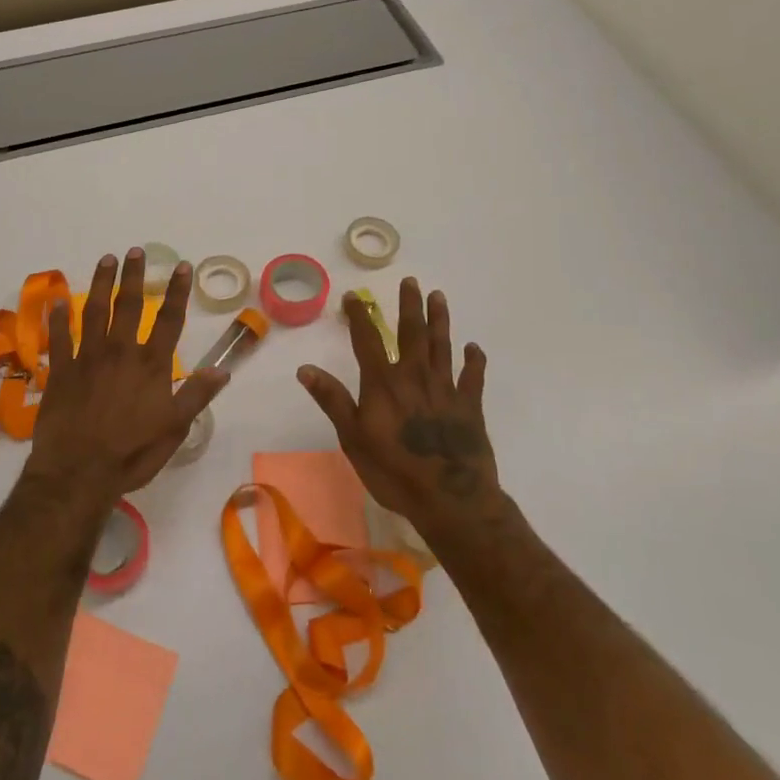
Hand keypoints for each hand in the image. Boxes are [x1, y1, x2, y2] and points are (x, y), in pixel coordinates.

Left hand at [25, 248, 226, 505]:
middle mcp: (120, 352)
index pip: (169, 319)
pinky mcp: (61, 371)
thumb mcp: (175, 428)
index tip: (180, 266)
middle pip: (129, 305)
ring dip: (101, 283)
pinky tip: (58, 300)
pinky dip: (58, 318)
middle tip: (135, 251)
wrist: (78, 472)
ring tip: (105, 260)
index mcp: (151, 365)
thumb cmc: (132, 452)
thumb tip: (222, 369)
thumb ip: (197, 395)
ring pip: (94, 311)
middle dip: (134, 276)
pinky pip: (59, 337)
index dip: (176, 291)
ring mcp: (87, 358)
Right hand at [297, 278, 498, 532]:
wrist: (450, 498)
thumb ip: (332, 400)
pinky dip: (474, 360)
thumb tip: (305, 368)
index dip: (359, 316)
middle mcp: (415, 376)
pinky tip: (474, 348)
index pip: (367, 340)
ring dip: (440, 320)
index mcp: (383, 383)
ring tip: (439, 297)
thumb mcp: (353, 438)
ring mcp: (446, 389)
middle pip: (412, 333)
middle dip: (409, 305)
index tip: (353, 296)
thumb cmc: (394, 470)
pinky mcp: (470, 406)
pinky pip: (473, 377)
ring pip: (443, 345)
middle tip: (412, 281)